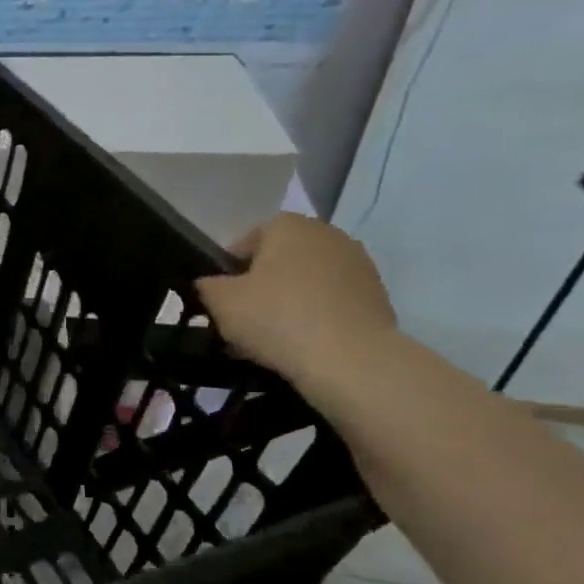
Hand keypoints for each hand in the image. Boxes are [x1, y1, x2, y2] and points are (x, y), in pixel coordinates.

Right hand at [194, 214, 397, 393]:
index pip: (246, 241)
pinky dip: (314, 315)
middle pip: (279, 259)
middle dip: (260, 284)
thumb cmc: (275, 317)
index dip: (228, 270)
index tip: (220, 299)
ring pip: (306, 280)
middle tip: (242, 318)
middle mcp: (327, 234)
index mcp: (288, 226)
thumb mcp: (220, 301)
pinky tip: (301, 342)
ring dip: (287, 300)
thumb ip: (207, 286)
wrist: (349, 358)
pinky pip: (330, 300)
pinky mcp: (376, 294)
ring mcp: (357, 263)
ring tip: (271, 335)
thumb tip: (210, 284)